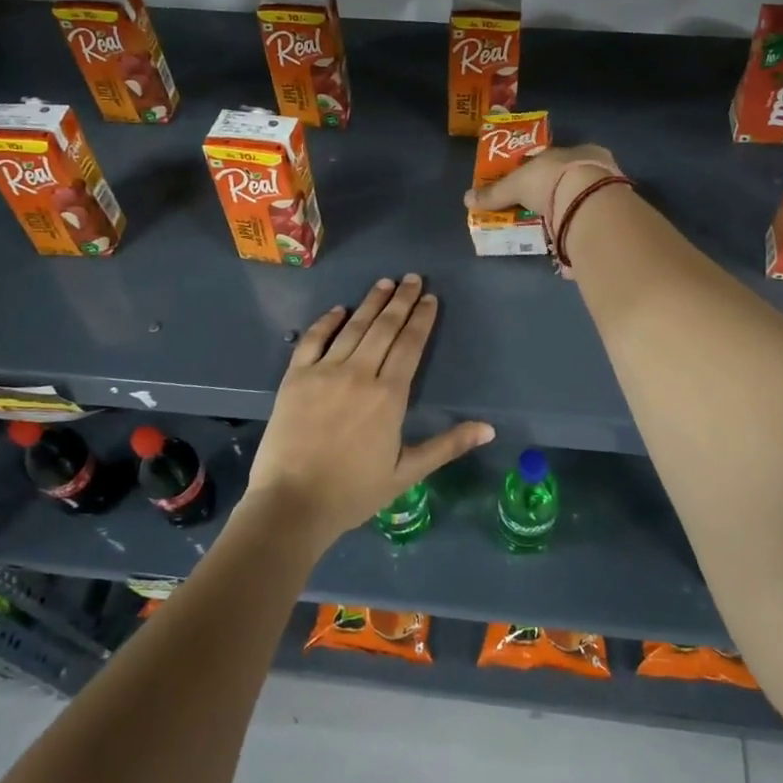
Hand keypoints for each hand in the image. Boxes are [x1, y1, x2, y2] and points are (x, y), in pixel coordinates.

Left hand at [244, 275, 493, 550]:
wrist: (292, 504)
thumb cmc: (354, 492)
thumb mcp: (407, 472)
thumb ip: (448, 445)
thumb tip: (490, 429)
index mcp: (389, 395)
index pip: (410, 345)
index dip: (422, 319)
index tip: (430, 298)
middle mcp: (359, 373)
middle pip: (384, 328)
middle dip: (401, 300)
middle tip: (413, 278)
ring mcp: (324, 371)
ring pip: (353, 327)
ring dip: (371, 303)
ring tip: (385, 283)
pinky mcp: (296, 377)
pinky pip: (313, 340)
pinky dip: (327, 322)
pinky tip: (339, 309)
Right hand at [464, 143, 619, 230]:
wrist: (589, 203)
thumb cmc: (552, 179)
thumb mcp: (516, 184)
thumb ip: (495, 192)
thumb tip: (467, 199)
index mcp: (580, 150)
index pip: (559, 159)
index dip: (544, 171)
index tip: (531, 186)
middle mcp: (598, 168)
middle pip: (572, 181)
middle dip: (556, 195)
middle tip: (537, 210)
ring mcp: (609, 194)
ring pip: (584, 202)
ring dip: (568, 214)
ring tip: (549, 230)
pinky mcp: (612, 219)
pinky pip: (590, 224)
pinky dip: (576, 232)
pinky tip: (565, 241)